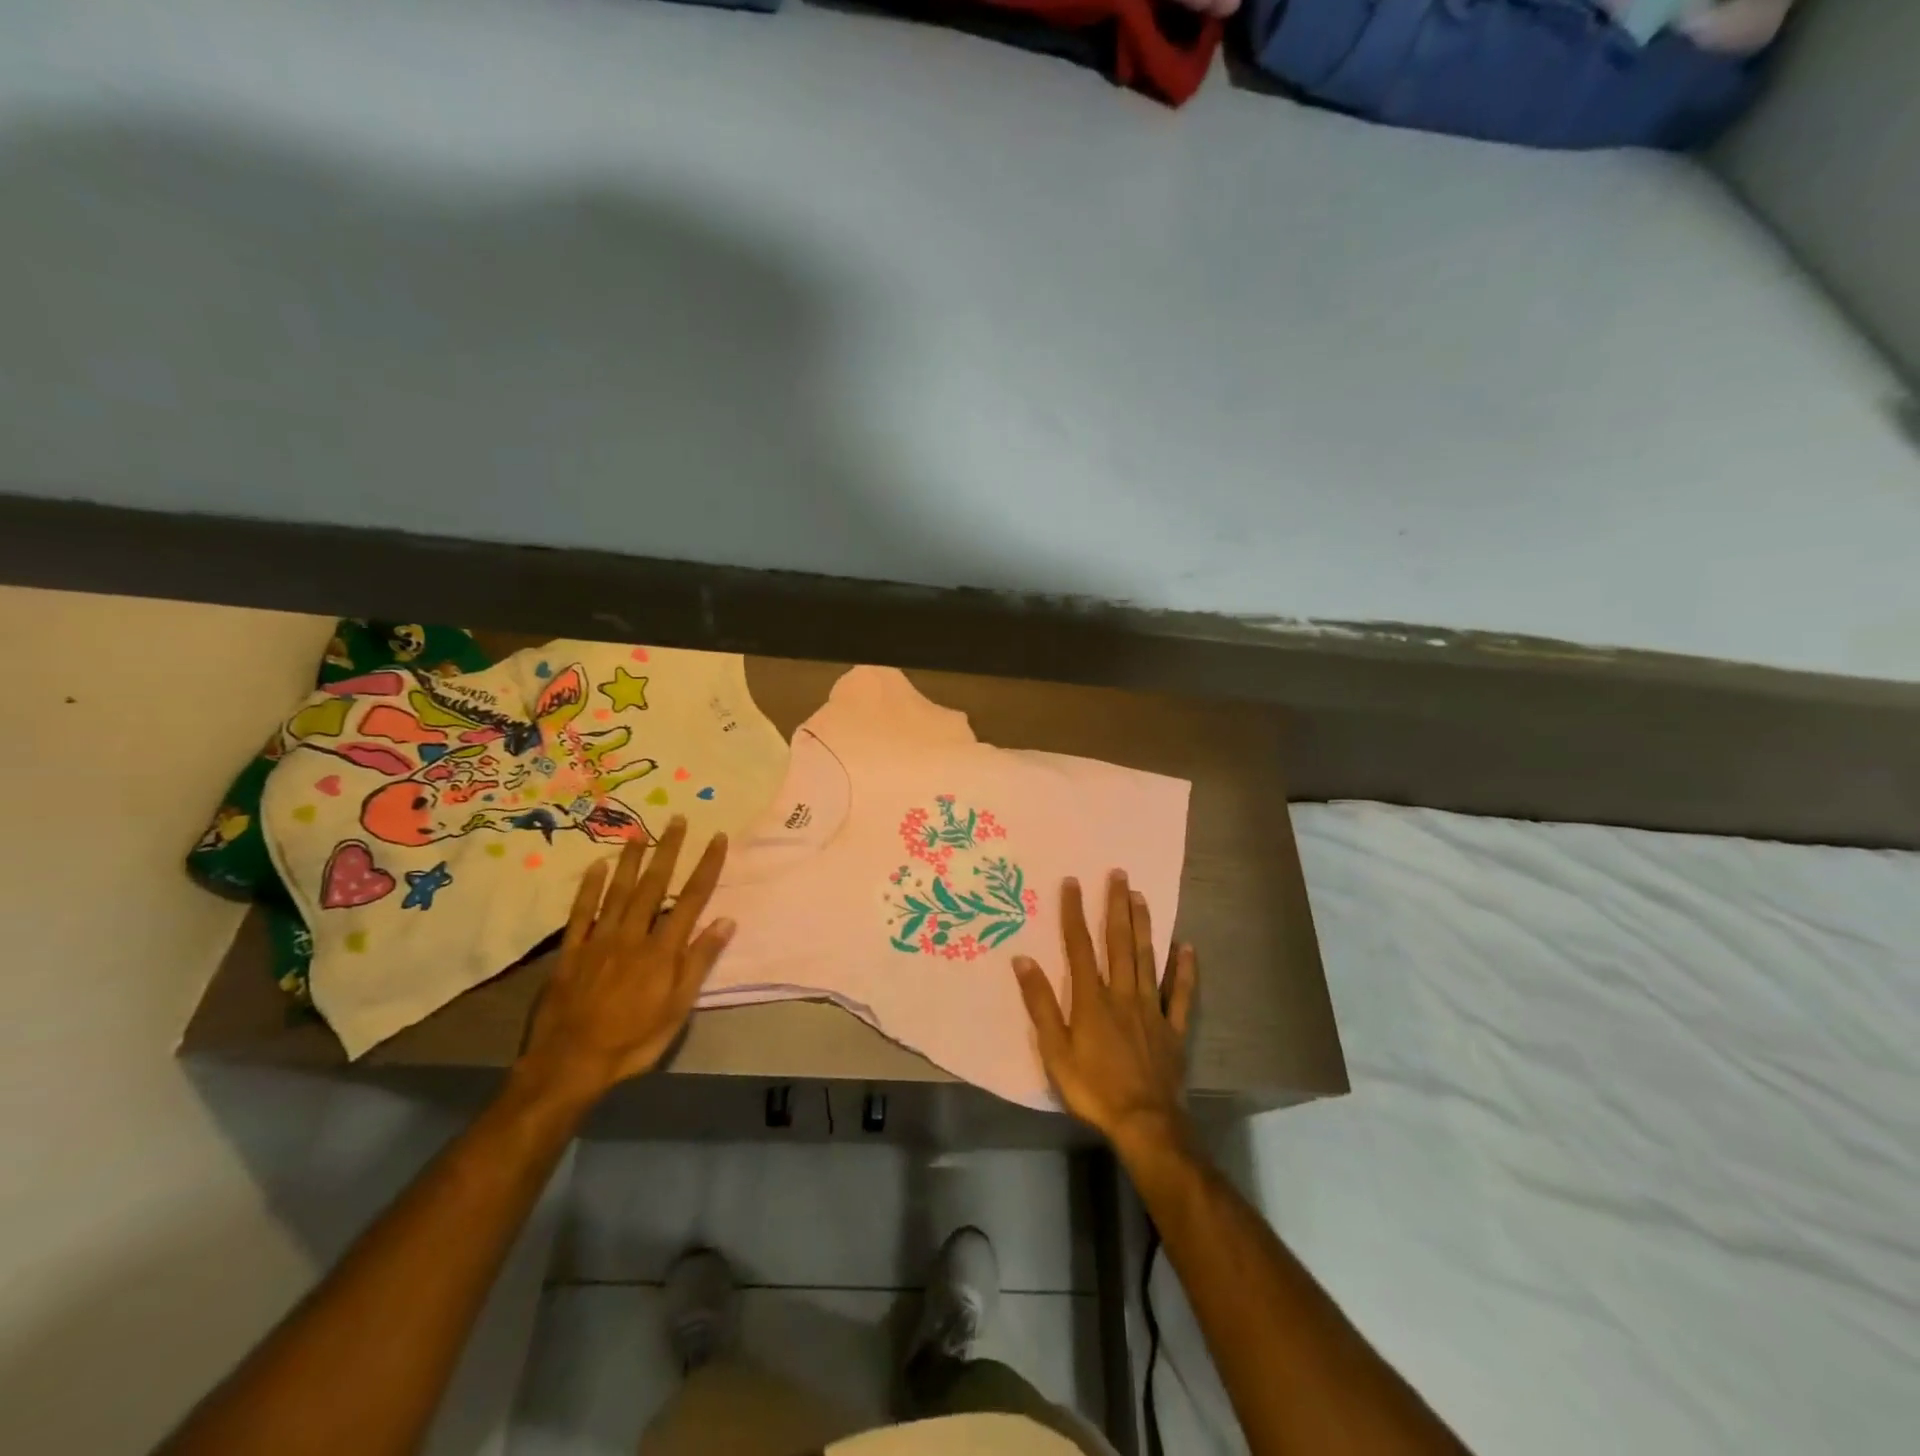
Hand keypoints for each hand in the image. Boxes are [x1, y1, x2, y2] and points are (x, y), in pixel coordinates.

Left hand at [515, 817, 733, 1108]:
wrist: (570, 1065)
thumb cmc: (633, 1040)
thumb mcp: (678, 1009)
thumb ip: (699, 962)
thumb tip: (726, 921)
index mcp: (663, 951)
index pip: (692, 899)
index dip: (706, 867)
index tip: (717, 838)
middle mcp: (633, 935)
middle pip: (655, 886)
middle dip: (669, 850)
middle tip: (677, 819)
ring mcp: (599, 941)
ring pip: (618, 891)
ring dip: (632, 860)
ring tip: (641, 832)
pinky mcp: (571, 952)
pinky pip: (581, 913)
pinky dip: (589, 888)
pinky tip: (597, 866)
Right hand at [1013, 871, 1197, 1157]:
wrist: (1145, 1123)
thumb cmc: (1093, 1088)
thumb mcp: (1055, 1051)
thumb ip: (1041, 1004)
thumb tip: (1024, 960)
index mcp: (1092, 998)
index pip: (1080, 946)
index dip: (1074, 913)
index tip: (1073, 882)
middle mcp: (1123, 994)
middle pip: (1119, 943)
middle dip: (1116, 906)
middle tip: (1119, 874)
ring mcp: (1152, 1009)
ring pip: (1147, 958)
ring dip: (1143, 926)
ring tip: (1141, 897)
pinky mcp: (1173, 1028)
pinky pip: (1180, 994)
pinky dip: (1184, 970)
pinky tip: (1187, 947)